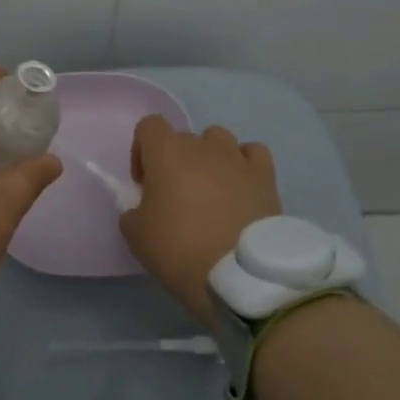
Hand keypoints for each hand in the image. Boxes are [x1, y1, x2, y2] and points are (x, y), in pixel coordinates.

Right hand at [119, 115, 281, 322]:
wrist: (240, 273)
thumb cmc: (179, 249)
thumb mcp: (136, 235)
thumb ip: (133, 211)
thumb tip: (144, 207)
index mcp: (167, 152)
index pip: (149, 126)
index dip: (142, 151)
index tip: (145, 183)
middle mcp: (203, 146)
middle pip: (184, 138)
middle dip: (176, 161)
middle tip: (176, 197)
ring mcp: (238, 158)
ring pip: (219, 140)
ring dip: (210, 158)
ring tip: (211, 191)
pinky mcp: (266, 176)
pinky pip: (252, 153)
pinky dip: (244, 164)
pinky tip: (241, 186)